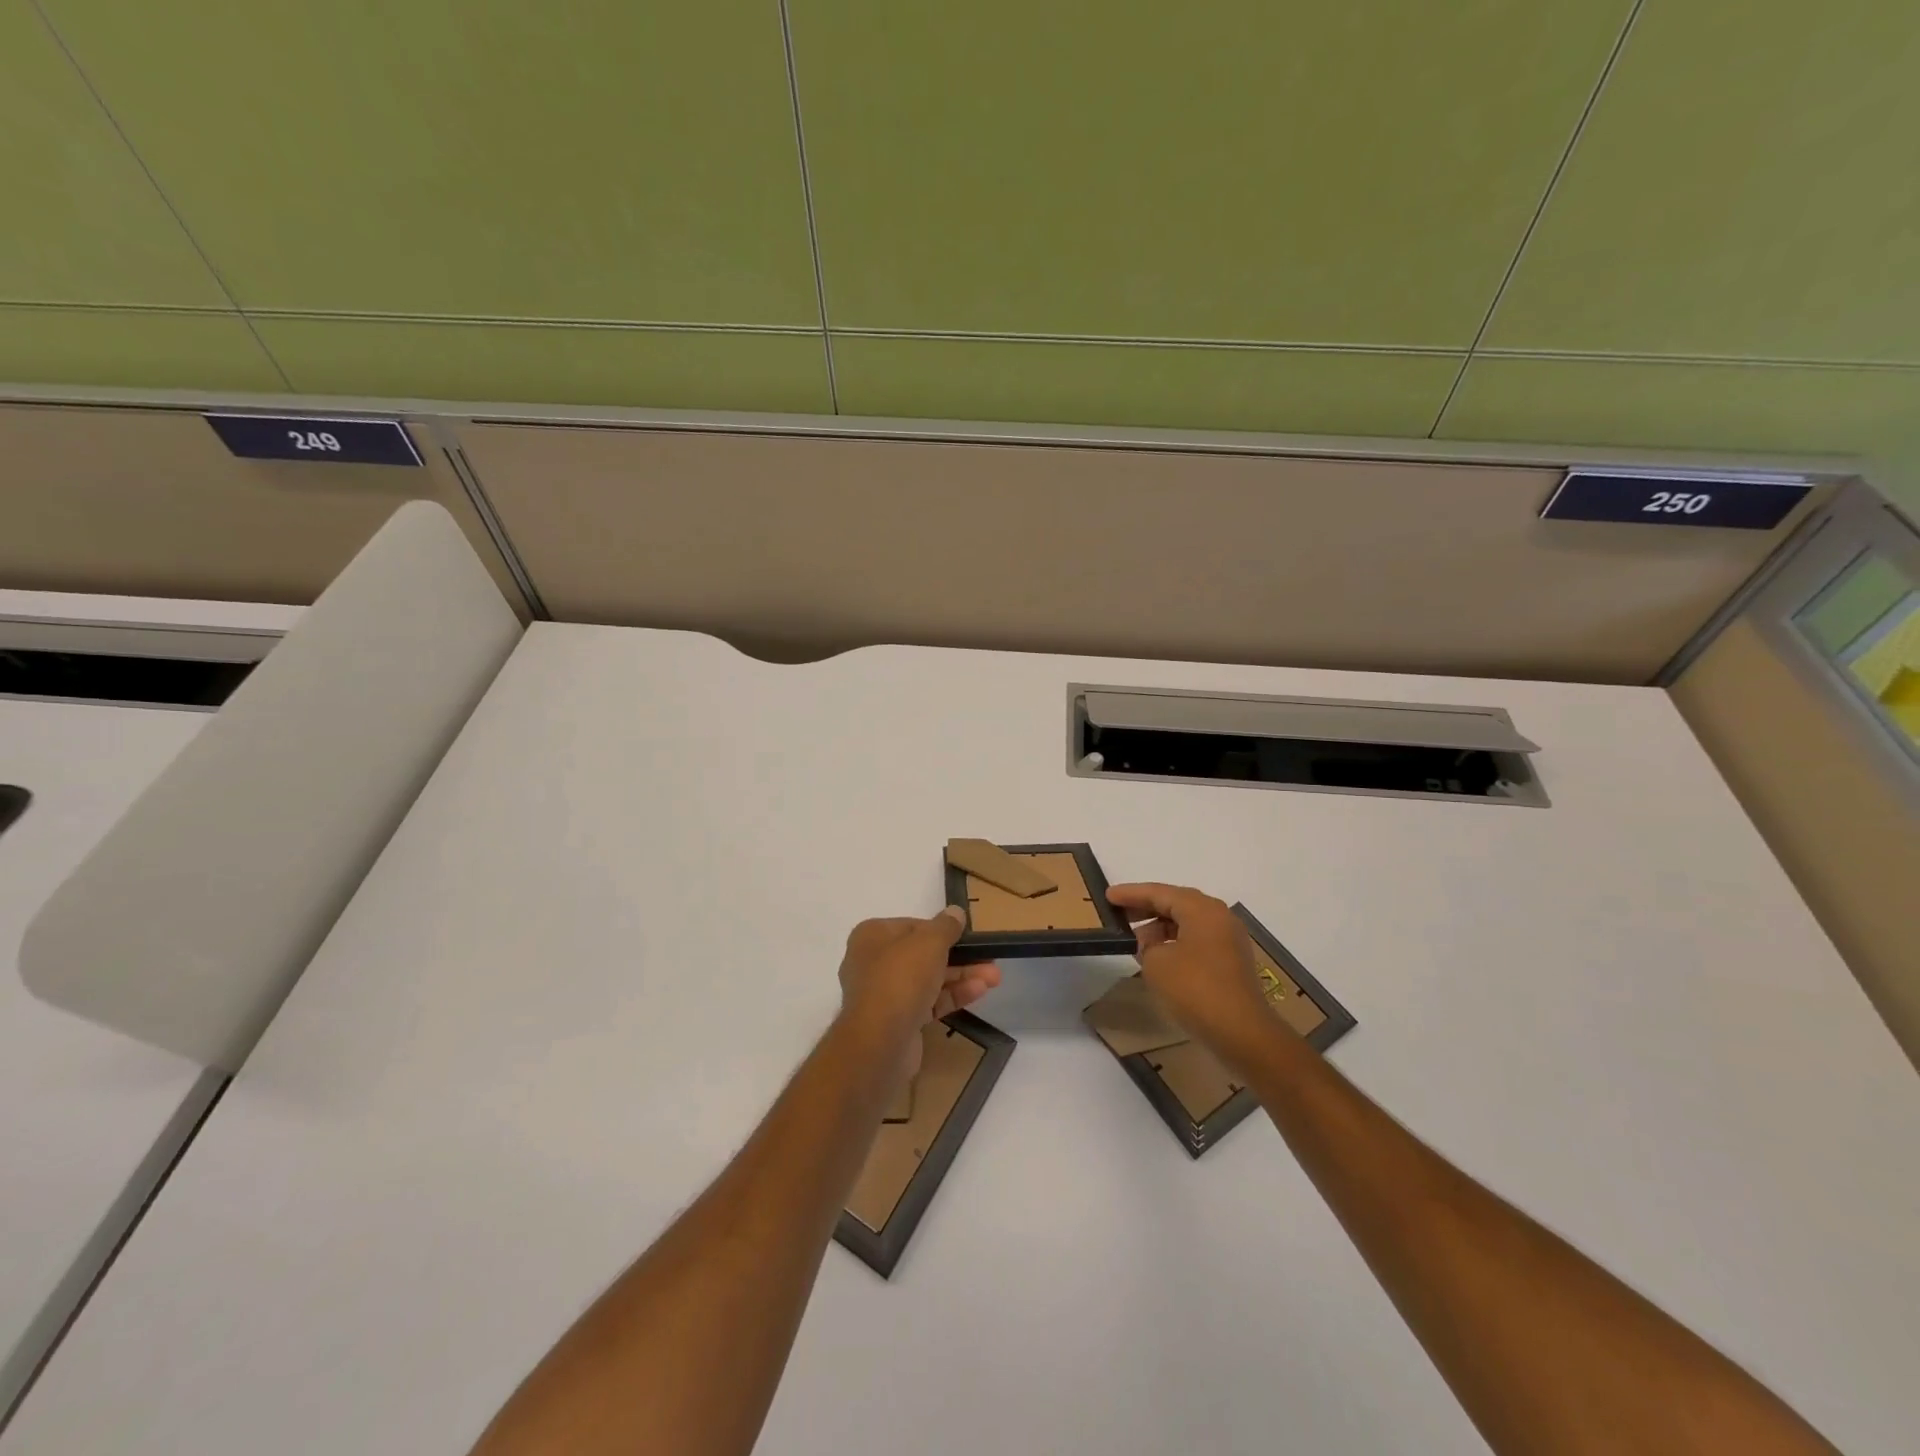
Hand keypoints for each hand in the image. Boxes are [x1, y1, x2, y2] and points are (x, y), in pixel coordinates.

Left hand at [837, 908, 1000, 1083]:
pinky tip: (980, 991)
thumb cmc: (901, 978)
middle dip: (959, 956)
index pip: (912, 926)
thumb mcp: (929, 942)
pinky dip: (953, 995)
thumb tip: (955, 912)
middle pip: (923, 954)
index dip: (941, 930)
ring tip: (994, 977)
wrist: (880, 1041)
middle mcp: (874, 962)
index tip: (965, 935)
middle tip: (988, 958)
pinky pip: (929, 1002)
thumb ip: (945, 926)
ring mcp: (885, 994)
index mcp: (872, 936)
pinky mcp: (898, 1021)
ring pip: (929, 979)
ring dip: (961, 976)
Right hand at [1106, 883, 1282, 1060]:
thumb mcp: (1156, 963)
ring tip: (1135, 939)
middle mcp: (1219, 917)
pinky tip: (1158, 956)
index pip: (1159, 893)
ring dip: (1160, 927)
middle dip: (1146, 907)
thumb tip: (1153, 944)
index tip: (1107, 896)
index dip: (1131, 894)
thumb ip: (1147, 945)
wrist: (1242, 1033)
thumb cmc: (1195, 989)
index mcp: (1202, 910)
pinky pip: (1197, 940)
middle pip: (1176, 903)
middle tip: (1118, 913)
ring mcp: (1229, 940)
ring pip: (1188, 922)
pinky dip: (1175, 942)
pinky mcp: (1232, 962)